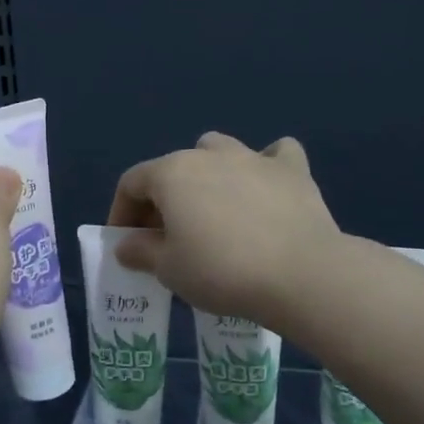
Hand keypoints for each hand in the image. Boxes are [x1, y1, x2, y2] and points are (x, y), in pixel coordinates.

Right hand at [107, 132, 340, 324]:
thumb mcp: (169, 270)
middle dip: (163, 199)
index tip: (126, 244)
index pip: (132, 183)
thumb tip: (126, 245)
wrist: (301, 274)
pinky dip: (266, 167)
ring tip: (212, 207)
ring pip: (219, 150)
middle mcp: (208, 154)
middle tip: (166, 237)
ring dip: (208, 172)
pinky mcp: (293, 171)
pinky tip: (266, 188)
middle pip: (173, 168)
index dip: (122, 212)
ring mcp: (253, 157)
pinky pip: (275, 156)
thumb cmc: (221, 270)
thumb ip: (142, 252)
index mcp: (171, 173)